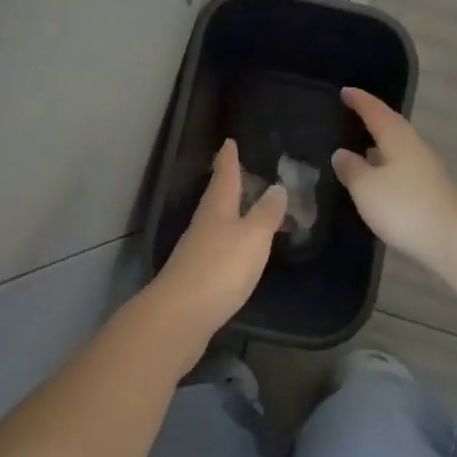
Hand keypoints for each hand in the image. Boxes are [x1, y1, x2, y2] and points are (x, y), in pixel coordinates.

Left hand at [149, 140, 285, 342]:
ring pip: (215, 222)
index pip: (225, 175)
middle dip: (227, 183)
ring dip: (229, 212)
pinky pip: (216, 247)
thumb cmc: (221, 268)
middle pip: (216, 197)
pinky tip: (236, 249)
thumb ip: (267, 213)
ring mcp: (196, 251)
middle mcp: (204, 224)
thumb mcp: (253, 237)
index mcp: (218, 208)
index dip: (228, 158)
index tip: (228, 141)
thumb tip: (276, 186)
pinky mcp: (196, 276)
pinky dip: (228, 240)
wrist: (180, 316)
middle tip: (239, 170)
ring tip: (244, 207)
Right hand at [331, 88, 456, 267]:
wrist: (452, 239)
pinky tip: (380, 176)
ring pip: (400, 146)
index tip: (346, 91)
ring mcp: (427, 168)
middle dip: (373, 118)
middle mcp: (415, 146)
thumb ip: (352, 169)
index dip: (360, 101)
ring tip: (361, 145)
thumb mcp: (366, 188)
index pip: (376, 112)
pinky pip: (405, 165)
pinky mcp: (433, 189)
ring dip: (381, 143)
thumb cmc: (403, 207)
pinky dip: (389, 163)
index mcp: (397, 138)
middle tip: (354, 113)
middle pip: (392, 125)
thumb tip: (342, 153)